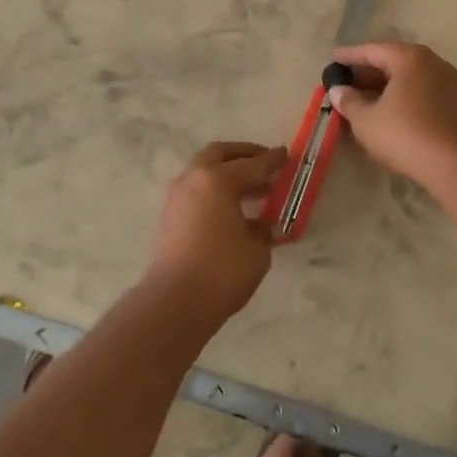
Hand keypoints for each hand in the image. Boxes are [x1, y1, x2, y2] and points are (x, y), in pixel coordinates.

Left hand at [147, 141, 286, 320]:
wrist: (176, 302)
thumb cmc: (223, 270)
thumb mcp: (257, 249)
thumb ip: (263, 229)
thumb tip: (262, 225)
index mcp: (217, 179)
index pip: (252, 164)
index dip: (272, 160)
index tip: (285, 154)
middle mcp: (194, 179)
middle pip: (220, 154)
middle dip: (244, 155)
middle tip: (265, 163)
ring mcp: (178, 197)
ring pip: (205, 171)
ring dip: (228, 173)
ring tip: (256, 190)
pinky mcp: (171, 216)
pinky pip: (198, 191)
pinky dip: (216, 191)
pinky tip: (234, 210)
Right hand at [328, 41, 456, 186]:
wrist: (454, 164)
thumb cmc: (404, 134)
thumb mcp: (366, 119)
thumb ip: (348, 101)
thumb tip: (337, 91)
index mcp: (409, 58)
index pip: (372, 50)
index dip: (348, 56)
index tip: (331, 60)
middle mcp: (431, 62)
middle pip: (391, 60)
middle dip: (366, 71)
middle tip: (343, 81)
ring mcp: (446, 82)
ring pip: (406, 77)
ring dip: (382, 85)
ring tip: (359, 97)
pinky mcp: (452, 102)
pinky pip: (418, 90)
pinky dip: (398, 95)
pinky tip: (383, 110)